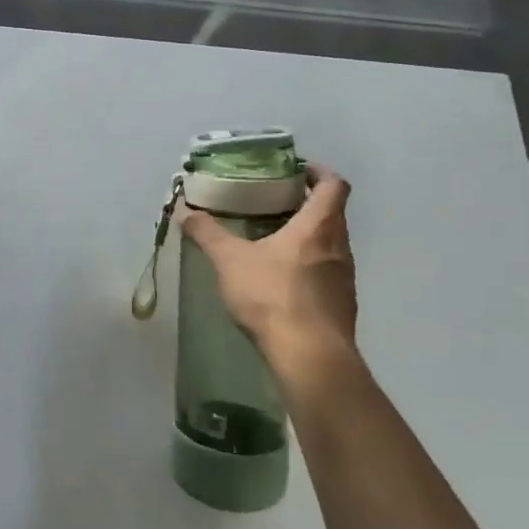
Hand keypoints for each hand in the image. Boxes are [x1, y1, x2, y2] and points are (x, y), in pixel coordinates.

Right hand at [180, 163, 357, 382]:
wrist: (310, 358)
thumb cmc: (273, 296)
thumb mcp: (229, 260)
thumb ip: (207, 233)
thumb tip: (185, 212)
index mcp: (319, 226)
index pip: (333, 185)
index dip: (318, 172)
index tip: (297, 170)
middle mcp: (339, 247)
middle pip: (332, 214)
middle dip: (307, 204)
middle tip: (274, 203)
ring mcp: (344, 279)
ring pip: (330, 245)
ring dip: (308, 237)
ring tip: (272, 241)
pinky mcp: (341, 307)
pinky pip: (326, 274)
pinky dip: (308, 267)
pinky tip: (280, 281)